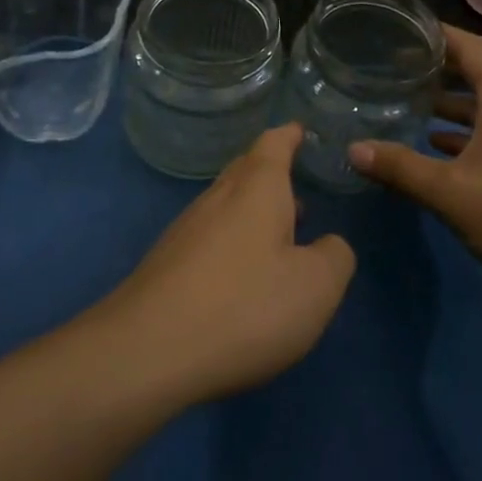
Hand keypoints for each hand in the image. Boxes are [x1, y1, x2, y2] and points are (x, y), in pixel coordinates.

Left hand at [98, 124, 355, 404]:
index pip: (273, 145)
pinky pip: (208, 237)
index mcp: (256, 191)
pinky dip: (232, 241)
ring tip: (280, 232)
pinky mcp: (165, 265)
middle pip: (244, 171)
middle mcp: (217, 199)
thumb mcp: (315, 287)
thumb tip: (329, 244)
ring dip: (252, 210)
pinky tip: (241, 273)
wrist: (146, 351)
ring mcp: (185, 231)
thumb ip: (334, 257)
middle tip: (295, 182)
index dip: (289, 136)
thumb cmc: (244, 307)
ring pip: (225, 205)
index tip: (299, 129)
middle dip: (269, 171)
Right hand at [347, 27, 481, 294]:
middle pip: (475, 71)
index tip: (398, 30)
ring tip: (407, 104)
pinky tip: (437, 146)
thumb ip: (400, 168)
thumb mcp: (451, 191)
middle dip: (436, 69)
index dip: (434, 34)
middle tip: (392, 68)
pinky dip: (466, 130)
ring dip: (449, 103)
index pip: (467, 45)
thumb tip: (353, 149)